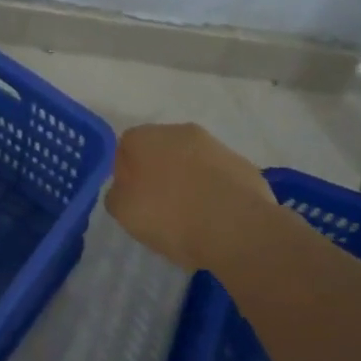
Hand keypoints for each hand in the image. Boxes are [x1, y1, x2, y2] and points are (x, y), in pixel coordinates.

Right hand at [105, 123, 278, 271]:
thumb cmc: (170, 217)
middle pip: (160, 151)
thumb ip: (117, 194)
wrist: (236, 228)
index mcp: (144, 137)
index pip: (126, 147)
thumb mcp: (123, 212)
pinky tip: (217, 217)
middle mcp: (178, 131)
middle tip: (160, 208)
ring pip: (192, 161)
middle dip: (159, 173)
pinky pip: (219, 176)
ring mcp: (215, 145)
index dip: (126, 174)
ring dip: (189, 180)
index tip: (133, 200)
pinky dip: (215, 190)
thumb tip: (126, 189)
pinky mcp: (243, 164)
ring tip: (192, 217)